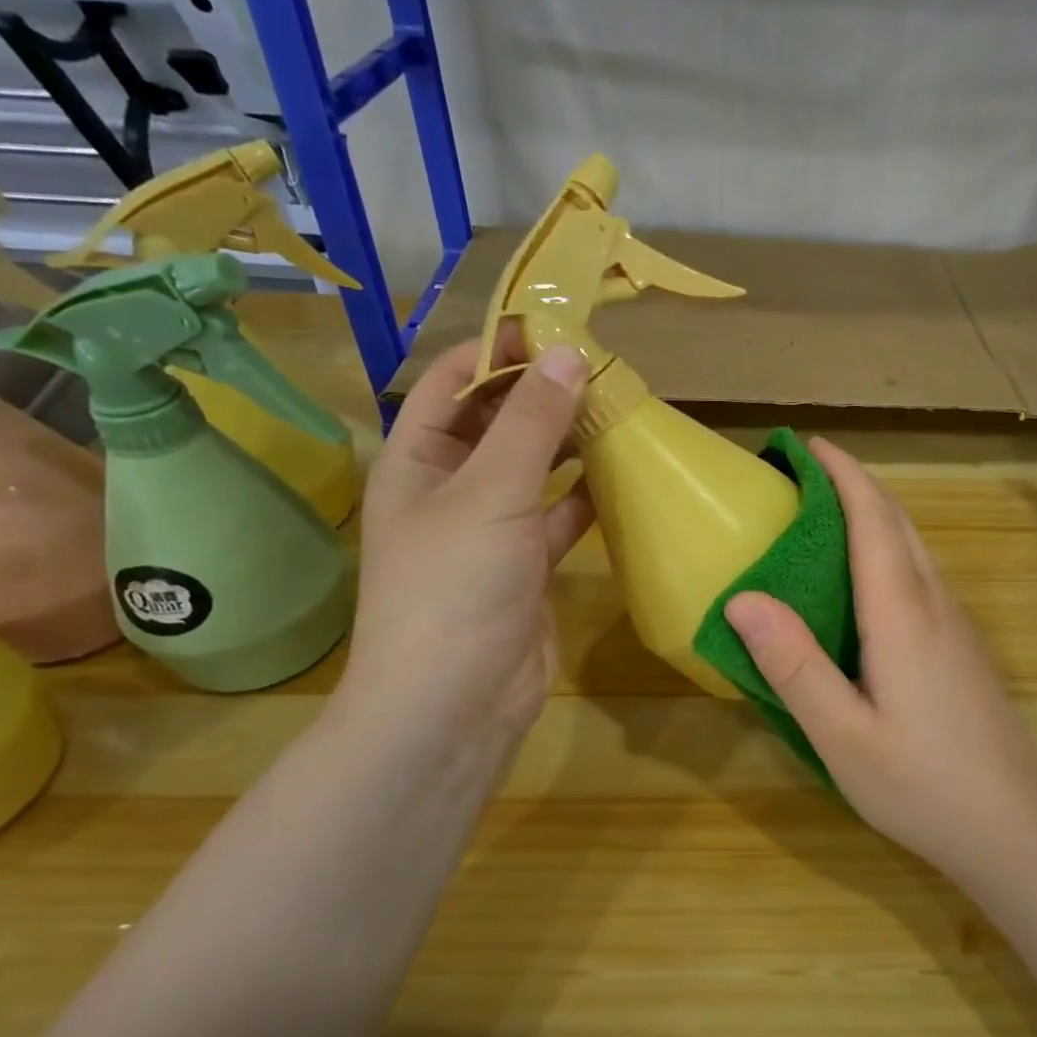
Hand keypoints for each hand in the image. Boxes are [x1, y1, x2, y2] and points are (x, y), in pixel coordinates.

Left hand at [331, 331, 593, 763]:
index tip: (557, 330)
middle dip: (543, 395)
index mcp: (415, 461)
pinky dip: (585, 496)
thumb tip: (567, 353)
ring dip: (570, 443)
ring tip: (620, 412)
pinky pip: (557, 516)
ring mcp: (489, 530)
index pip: (451, 383)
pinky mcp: (525, 566)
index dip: (498, 352)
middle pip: (497, 423)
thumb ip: (532, 424)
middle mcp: (448, 489)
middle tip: (603, 370)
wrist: (453, 707)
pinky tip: (621, 475)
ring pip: (533, 469)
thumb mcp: (491, 494)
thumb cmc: (454, 588)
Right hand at [721, 439, 1036, 886]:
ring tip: (825, 513)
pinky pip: (920, 572)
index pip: (872, 520)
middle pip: (897, 521)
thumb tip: (743, 598)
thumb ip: (794, 666)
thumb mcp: (843, 736)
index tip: (806, 445)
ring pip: (914, 545)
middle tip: (804, 473)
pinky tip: (862, 578)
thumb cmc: (924, 785)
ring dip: (873, 512)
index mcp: (903, 614)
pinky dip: (887, 547)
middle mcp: (934, 603)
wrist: (1020, 828)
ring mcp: (955, 624)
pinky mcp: (961, 646)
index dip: (842, 474)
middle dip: (855, 483)